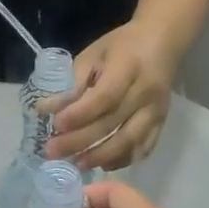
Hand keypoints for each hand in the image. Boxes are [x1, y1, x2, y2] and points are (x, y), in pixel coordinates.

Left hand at [41, 22, 177, 169]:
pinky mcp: (162, 122)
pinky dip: (123, 159)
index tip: (55, 125)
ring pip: (130, 141)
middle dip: (80, 141)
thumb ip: (73, 83)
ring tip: (75, 164)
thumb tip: (46, 110)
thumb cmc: (121, 46)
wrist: (162, 42)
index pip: (104, 97)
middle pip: (112, 123)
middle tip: (53, 152)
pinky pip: (144, 147)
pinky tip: (102, 165)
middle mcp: (145, 92)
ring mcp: (157, 110)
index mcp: (128, 67)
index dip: (79, 114)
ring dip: (100, 156)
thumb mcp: (93, 55)